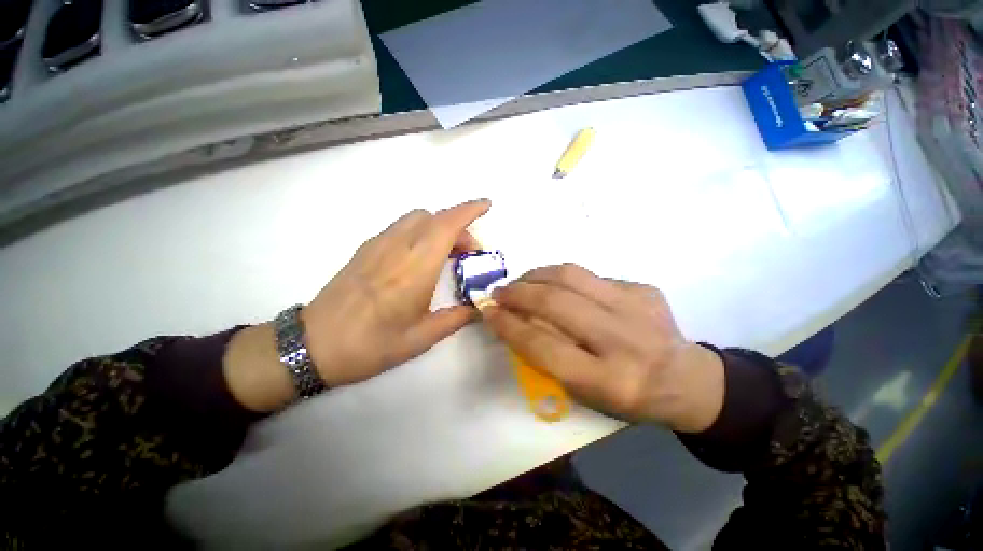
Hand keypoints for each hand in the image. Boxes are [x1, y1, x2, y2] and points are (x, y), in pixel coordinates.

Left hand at [224, 199, 490, 411]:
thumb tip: (479, 307)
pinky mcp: (365, 249)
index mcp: (415, 270)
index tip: (486, 205)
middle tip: (469, 252)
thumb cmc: (371, 345)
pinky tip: (420, 257)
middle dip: (459, 226)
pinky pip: (401, 227)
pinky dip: (420, 231)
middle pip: (434, 218)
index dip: (469, 210)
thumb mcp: (421, 338)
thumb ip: (456, 318)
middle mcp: (398, 248)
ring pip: (416, 218)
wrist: (313, 345)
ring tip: (446, 253)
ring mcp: (378, 245)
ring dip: (438, 227)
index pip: (446, 226)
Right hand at [482, 264, 724, 432]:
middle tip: (499, 292)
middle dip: (518, 293)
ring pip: (571, 275)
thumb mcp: (585, 394)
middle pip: (555, 303)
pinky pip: (590, 275)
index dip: (509, 326)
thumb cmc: (629, 397)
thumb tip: (514, 320)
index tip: (488, 313)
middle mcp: (624, 341)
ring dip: (535, 275)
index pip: (543, 345)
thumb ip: (548, 357)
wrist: (687, 379)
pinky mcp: (644, 288)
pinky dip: (563, 278)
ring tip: (521, 282)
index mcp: (609, 381)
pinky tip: (557, 287)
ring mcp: (638, 307)